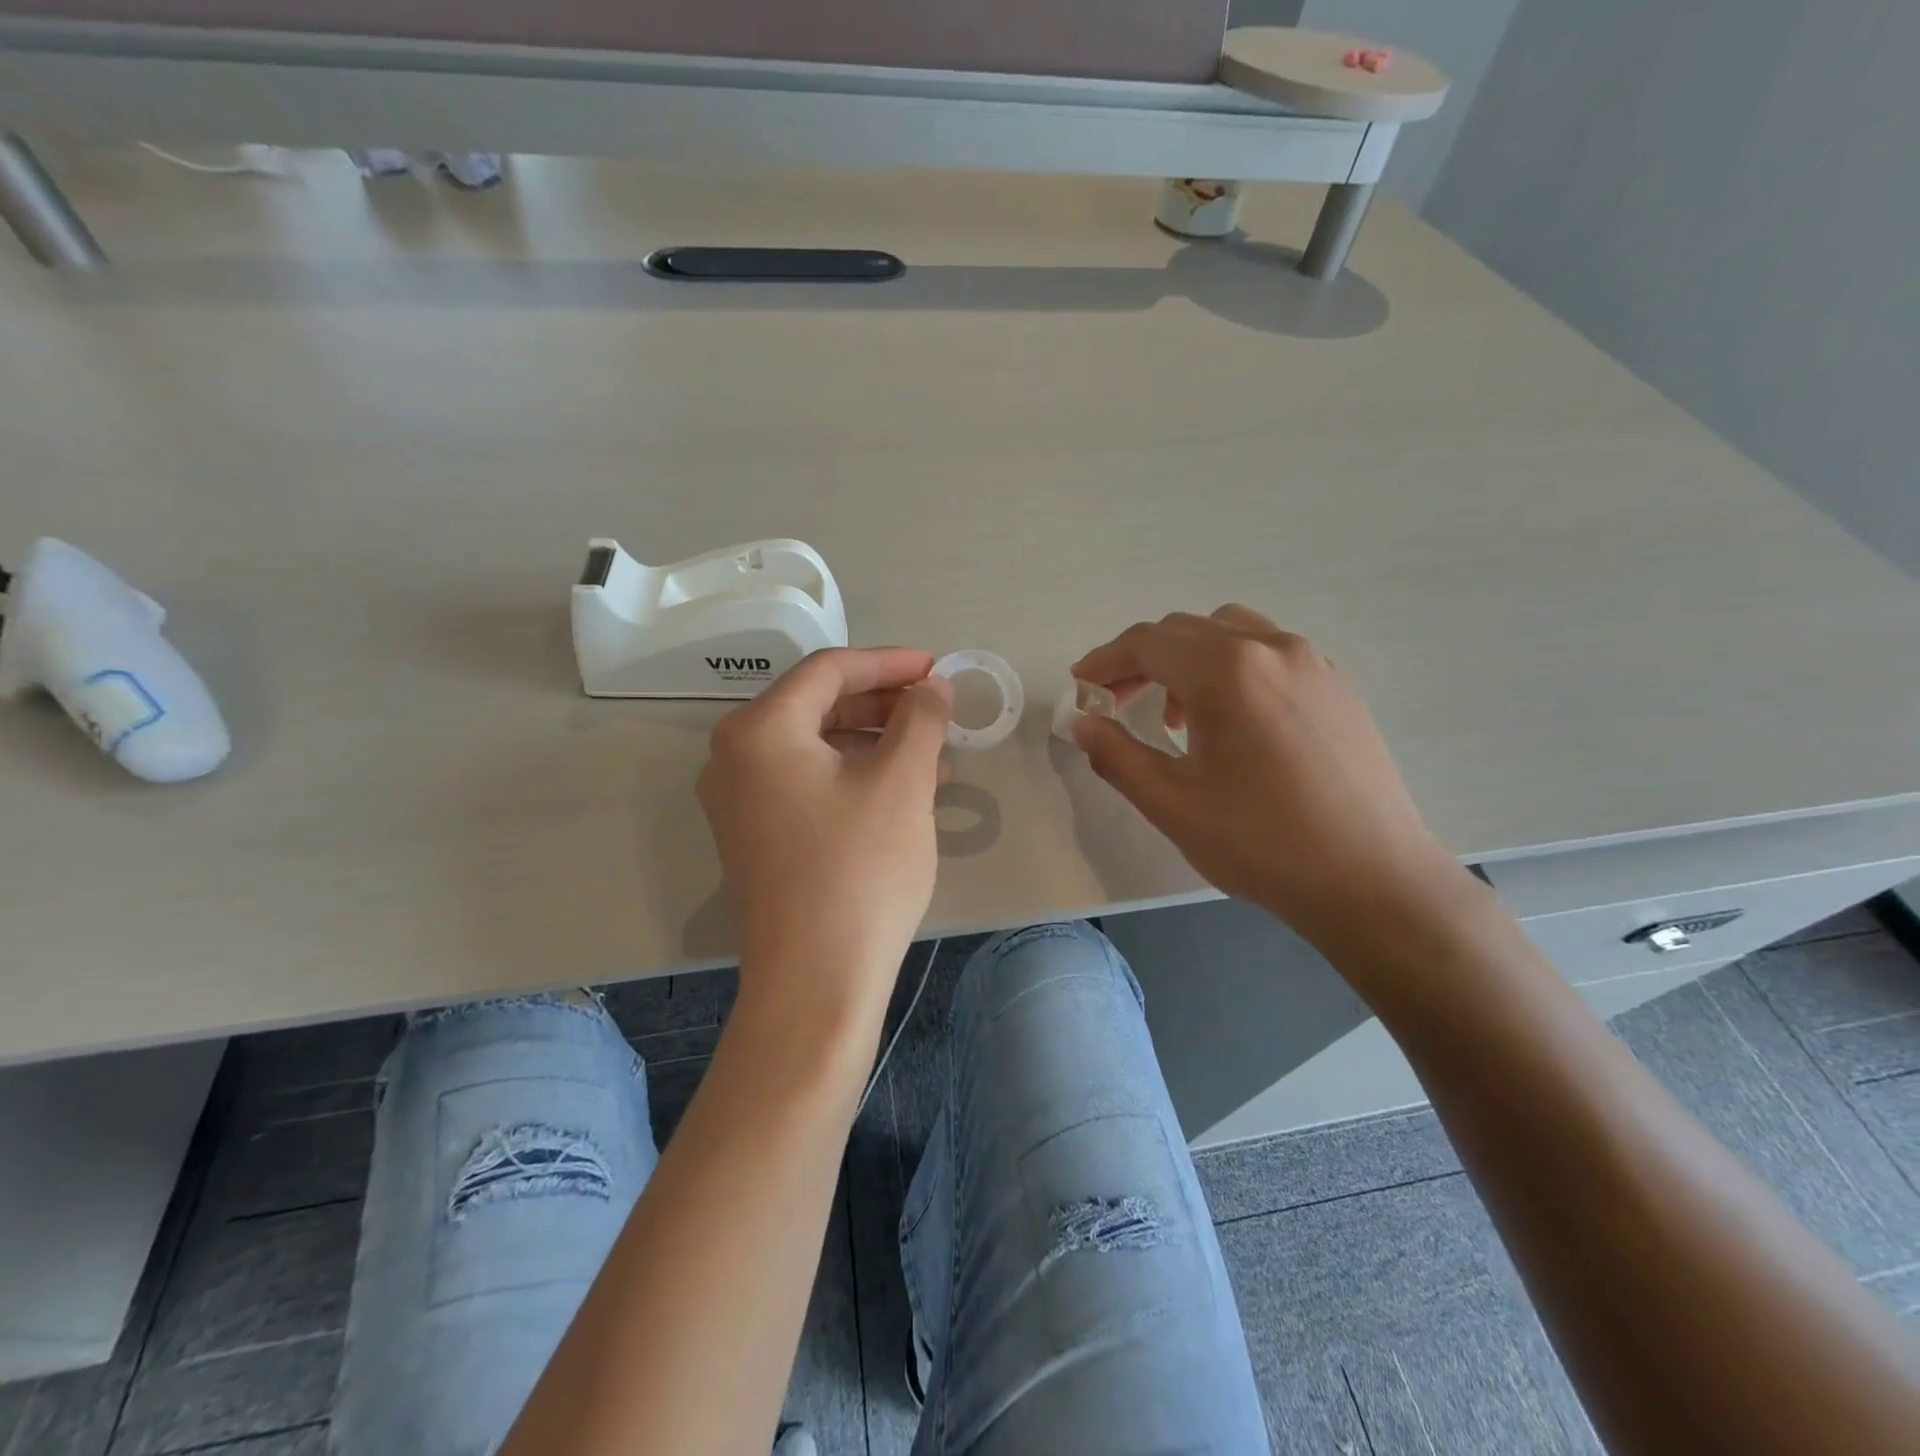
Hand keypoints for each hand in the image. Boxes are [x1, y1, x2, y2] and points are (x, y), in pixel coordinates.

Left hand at [697, 648, 951, 1017]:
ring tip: (934, 755)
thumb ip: (920, 719)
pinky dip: (854, 775)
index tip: (938, 668)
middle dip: (884, 703)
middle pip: (818, 705)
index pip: (829, 670)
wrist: (816, 981)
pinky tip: (901, 790)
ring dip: (875, 741)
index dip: (889, 663)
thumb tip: (933, 686)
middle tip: (937, 710)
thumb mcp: (901, 782)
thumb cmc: (860, 870)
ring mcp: (739, 800)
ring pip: (816, 746)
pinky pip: (807, 781)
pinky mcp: (755, 835)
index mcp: (759, 730)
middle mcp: (735, 756)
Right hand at [1070, 607, 1473, 952]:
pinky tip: (1232, 721)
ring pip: (1230, 632)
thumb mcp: (1171, 803)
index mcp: (1226, 670)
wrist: (1371, 879)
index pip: (1147, 643)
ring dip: (1187, 659)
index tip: (1081, 685)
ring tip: (1176, 716)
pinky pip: (1269, 652)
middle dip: (1141, 660)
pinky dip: (1232, 667)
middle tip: (1115, 701)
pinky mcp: (1338, 685)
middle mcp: (1271, 647)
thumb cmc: (1261, 842)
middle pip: (1186, 630)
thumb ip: (1117, 755)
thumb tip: (1084, 725)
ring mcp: (1312, 662)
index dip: (1105, 661)